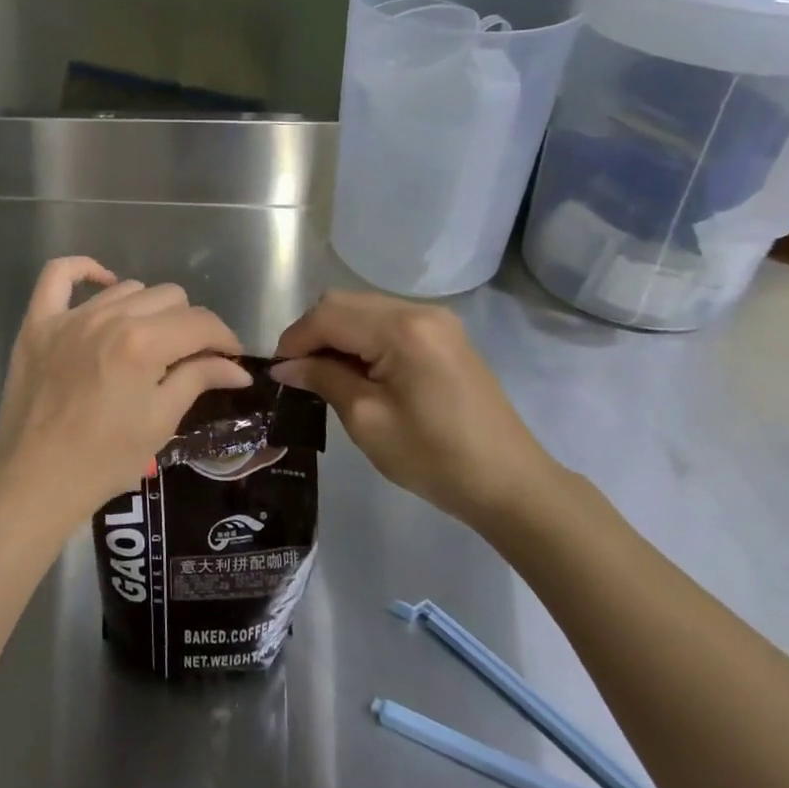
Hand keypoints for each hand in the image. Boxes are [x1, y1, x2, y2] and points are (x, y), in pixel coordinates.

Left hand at [0, 257, 250, 538]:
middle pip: (169, 297)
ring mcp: (69, 316)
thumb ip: (198, 380)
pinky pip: (58, 275)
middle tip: (187, 358)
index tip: (229, 359)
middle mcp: (109, 317)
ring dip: (147, 309)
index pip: (200, 322)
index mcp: (143, 343)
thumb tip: (238, 367)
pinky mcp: (37, 322)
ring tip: (147, 341)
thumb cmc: (104, 460)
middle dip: (188, 325)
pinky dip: (84, 271)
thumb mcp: (160, 422)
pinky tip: (104, 284)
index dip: (223, 338)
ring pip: (127, 288)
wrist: (34, 479)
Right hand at [271, 290, 559, 527]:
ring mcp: (435, 320)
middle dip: (312, 333)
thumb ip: (323, 380)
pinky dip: (361, 338)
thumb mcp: (367, 420)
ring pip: (362, 308)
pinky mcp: (443, 335)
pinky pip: (386, 321)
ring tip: (324, 374)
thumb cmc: (434, 458)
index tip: (277, 372)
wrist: (511, 484)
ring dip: (336, 334)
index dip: (294, 340)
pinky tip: (357, 370)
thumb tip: (285, 366)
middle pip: (343, 302)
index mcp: (401, 330)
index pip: (327, 316)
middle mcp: (418, 311)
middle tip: (298, 373)